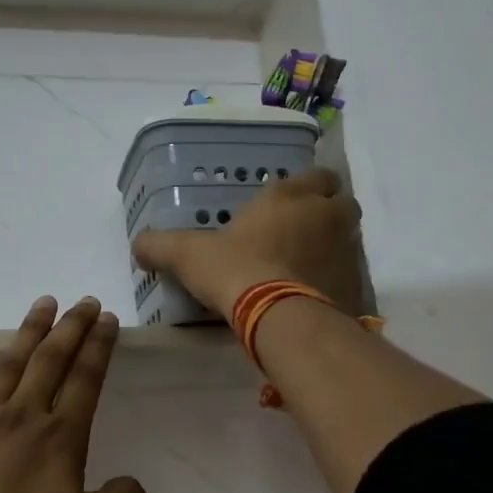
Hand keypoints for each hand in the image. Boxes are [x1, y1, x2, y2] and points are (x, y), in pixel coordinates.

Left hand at [0, 295, 148, 492]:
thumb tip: (133, 485)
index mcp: (59, 436)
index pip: (84, 379)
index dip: (98, 347)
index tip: (106, 318)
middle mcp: (21, 418)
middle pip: (50, 360)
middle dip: (71, 327)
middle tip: (84, 301)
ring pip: (10, 365)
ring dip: (30, 332)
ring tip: (43, 305)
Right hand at [132, 167, 364, 317]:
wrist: (279, 318)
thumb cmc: (235, 271)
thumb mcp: (188, 255)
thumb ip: (160, 245)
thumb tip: (137, 245)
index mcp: (290, 196)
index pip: (319, 174)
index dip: (310, 185)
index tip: (292, 202)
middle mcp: (326, 215)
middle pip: (343, 203)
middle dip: (328, 213)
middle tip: (302, 232)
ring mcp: (346, 250)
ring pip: (350, 238)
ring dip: (334, 245)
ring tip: (306, 266)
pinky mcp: (355, 285)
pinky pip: (350, 275)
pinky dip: (337, 280)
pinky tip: (314, 295)